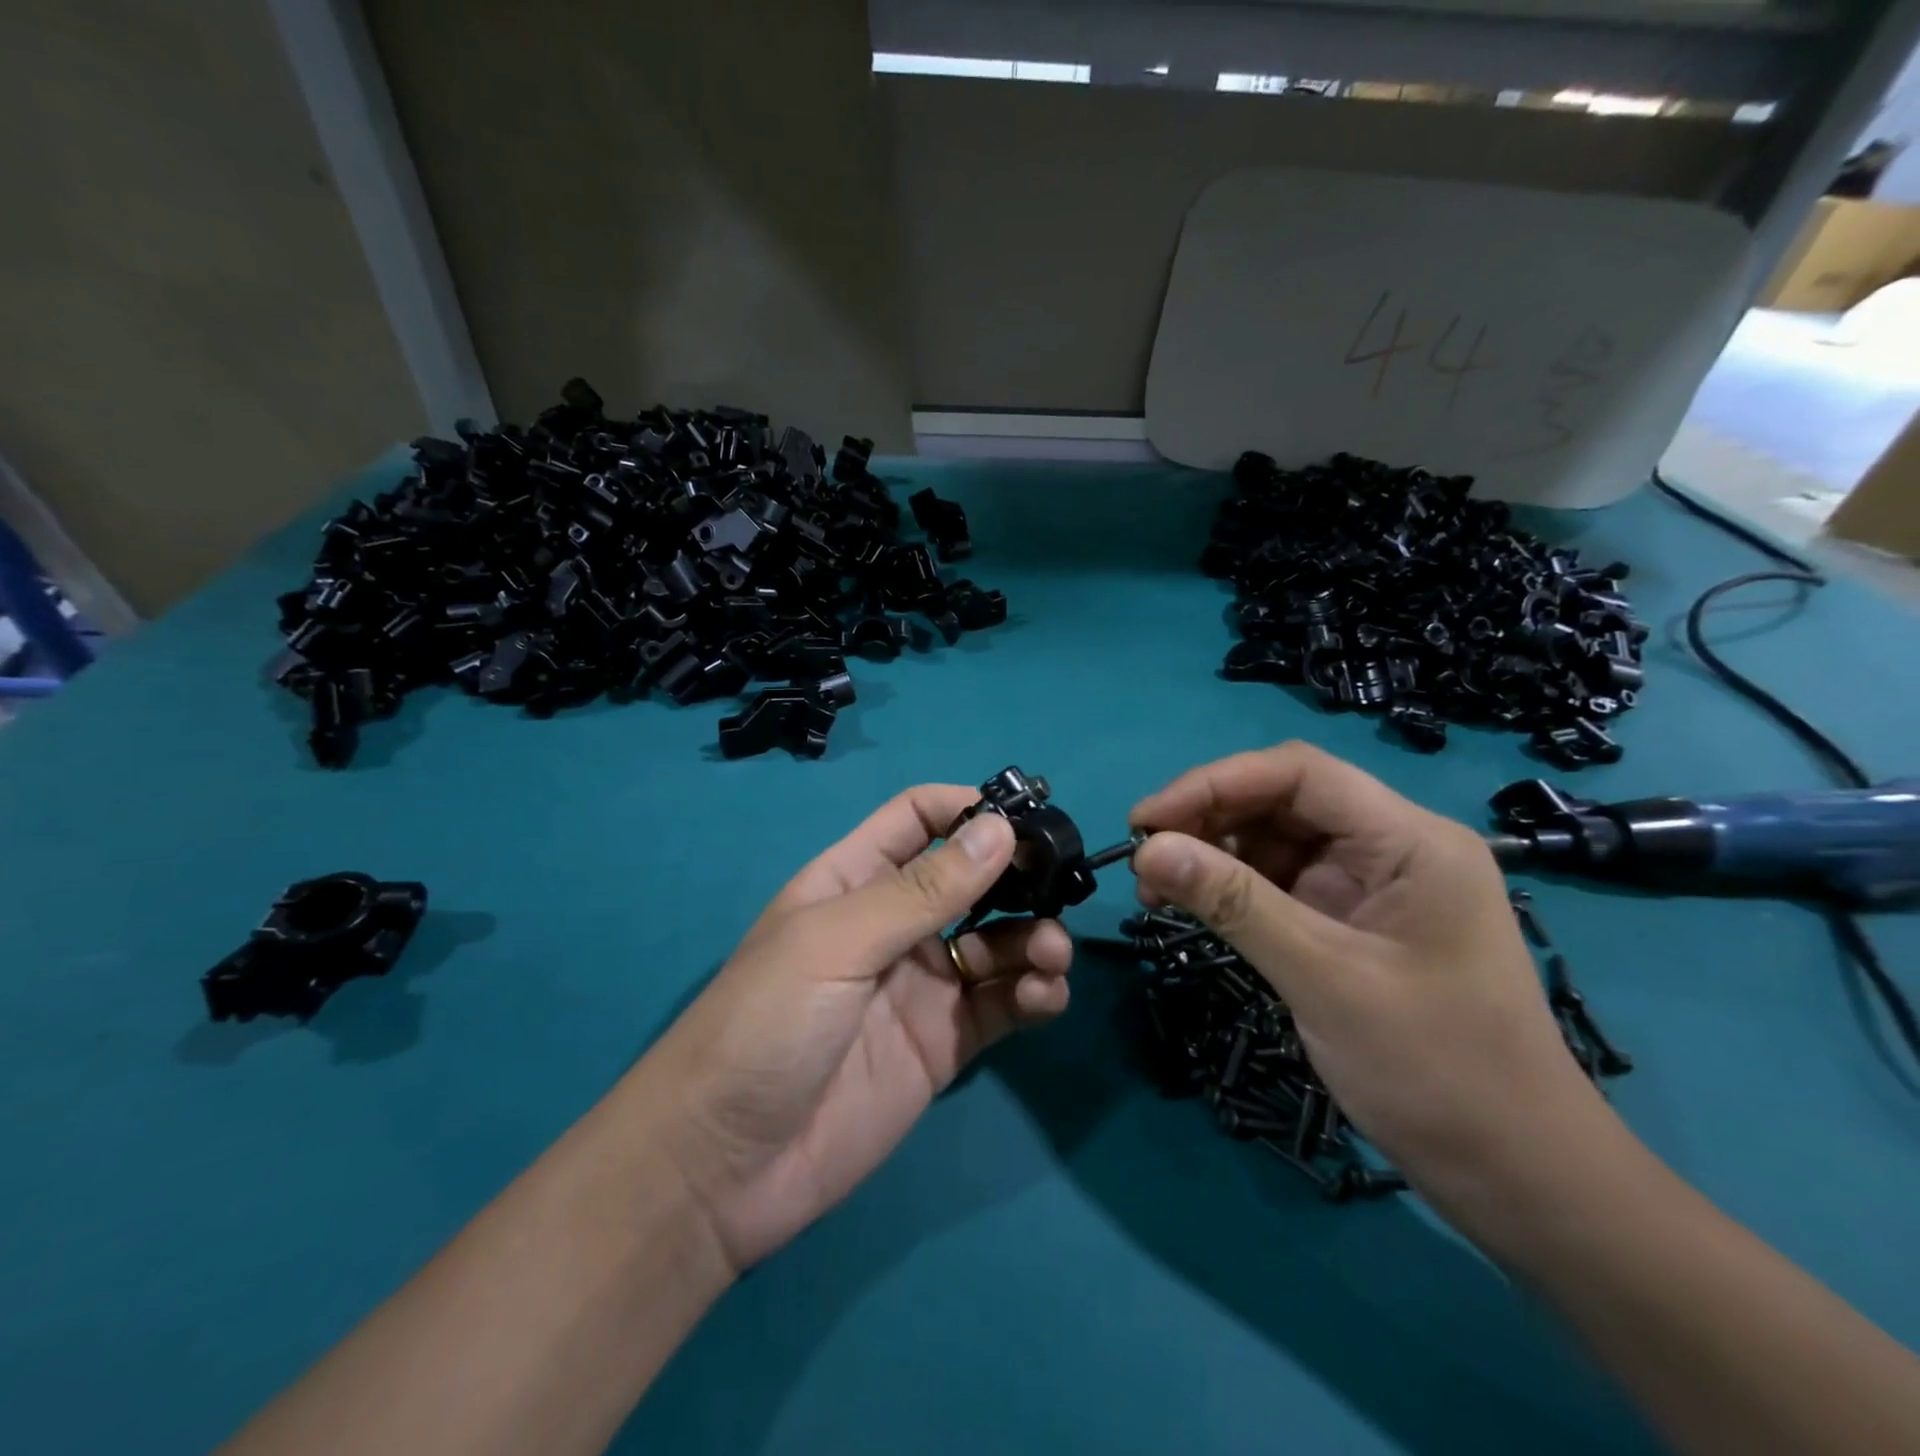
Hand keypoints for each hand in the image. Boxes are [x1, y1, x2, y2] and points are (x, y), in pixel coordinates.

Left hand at [643, 785, 1072, 1273]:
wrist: (723, 1169)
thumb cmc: (766, 1024)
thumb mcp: (837, 941)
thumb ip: (922, 889)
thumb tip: (1000, 827)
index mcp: (855, 880)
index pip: (919, 818)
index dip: (969, 808)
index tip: (1026, 819)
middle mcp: (894, 924)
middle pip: (970, 879)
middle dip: (1018, 877)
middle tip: (1062, 886)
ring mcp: (922, 984)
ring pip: (997, 942)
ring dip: (1034, 938)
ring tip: (1050, 954)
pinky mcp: (944, 1043)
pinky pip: (1002, 1004)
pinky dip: (1033, 994)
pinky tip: (1044, 997)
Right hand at [1128, 742, 1618, 1234]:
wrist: (1517, 1176)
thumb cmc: (1437, 1071)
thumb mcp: (1324, 978)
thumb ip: (1234, 904)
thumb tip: (1147, 850)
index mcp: (1410, 841)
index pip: (1299, 774)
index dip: (1214, 782)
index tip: (1147, 820)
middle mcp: (1393, 846)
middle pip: (1284, 799)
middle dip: (1207, 817)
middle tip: (1144, 857)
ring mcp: (1373, 883)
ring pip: (1276, 837)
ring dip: (1213, 852)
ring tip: (1157, 888)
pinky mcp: (1353, 918)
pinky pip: (1281, 880)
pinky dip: (1233, 886)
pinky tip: (1196, 905)